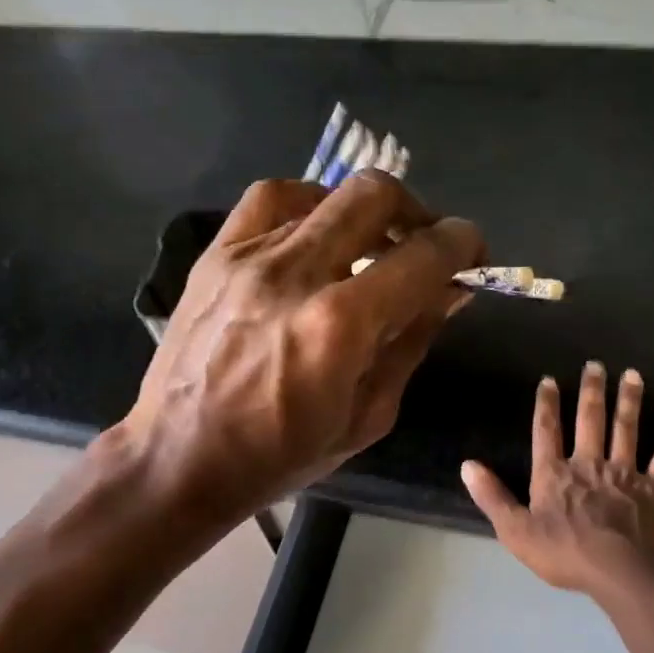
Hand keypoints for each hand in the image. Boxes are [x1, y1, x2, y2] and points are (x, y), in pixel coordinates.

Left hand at [119, 172, 484, 524]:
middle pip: (374, 196)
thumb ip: (411, 344)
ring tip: (368, 242)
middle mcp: (297, 275)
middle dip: (417, 212)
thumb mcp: (367, 416)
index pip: (422, 256)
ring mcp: (249, 258)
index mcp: (341, 326)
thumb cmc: (280, 456)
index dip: (462, 244)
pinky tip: (314, 233)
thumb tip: (448, 292)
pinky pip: (270, 200)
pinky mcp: (215, 256)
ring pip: (324, 193)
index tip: (473, 251)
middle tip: (423, 244)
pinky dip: (307, 205)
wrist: (180, 458)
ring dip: (362, 212)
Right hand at [461, 361, 653, 598]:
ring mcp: (624, 474)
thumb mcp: (515, 531)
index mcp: (554, 474)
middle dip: (591, 391)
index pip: (547, 431)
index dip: (547, 404)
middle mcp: (589, 464)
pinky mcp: (653, 489)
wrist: (620, 572)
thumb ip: (492, 497)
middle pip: (590, 420)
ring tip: (632, 375)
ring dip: (629, 401)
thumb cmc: (564, 553)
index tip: (550, 380)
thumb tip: (468, 465)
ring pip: (627, 429)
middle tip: (595, 365)